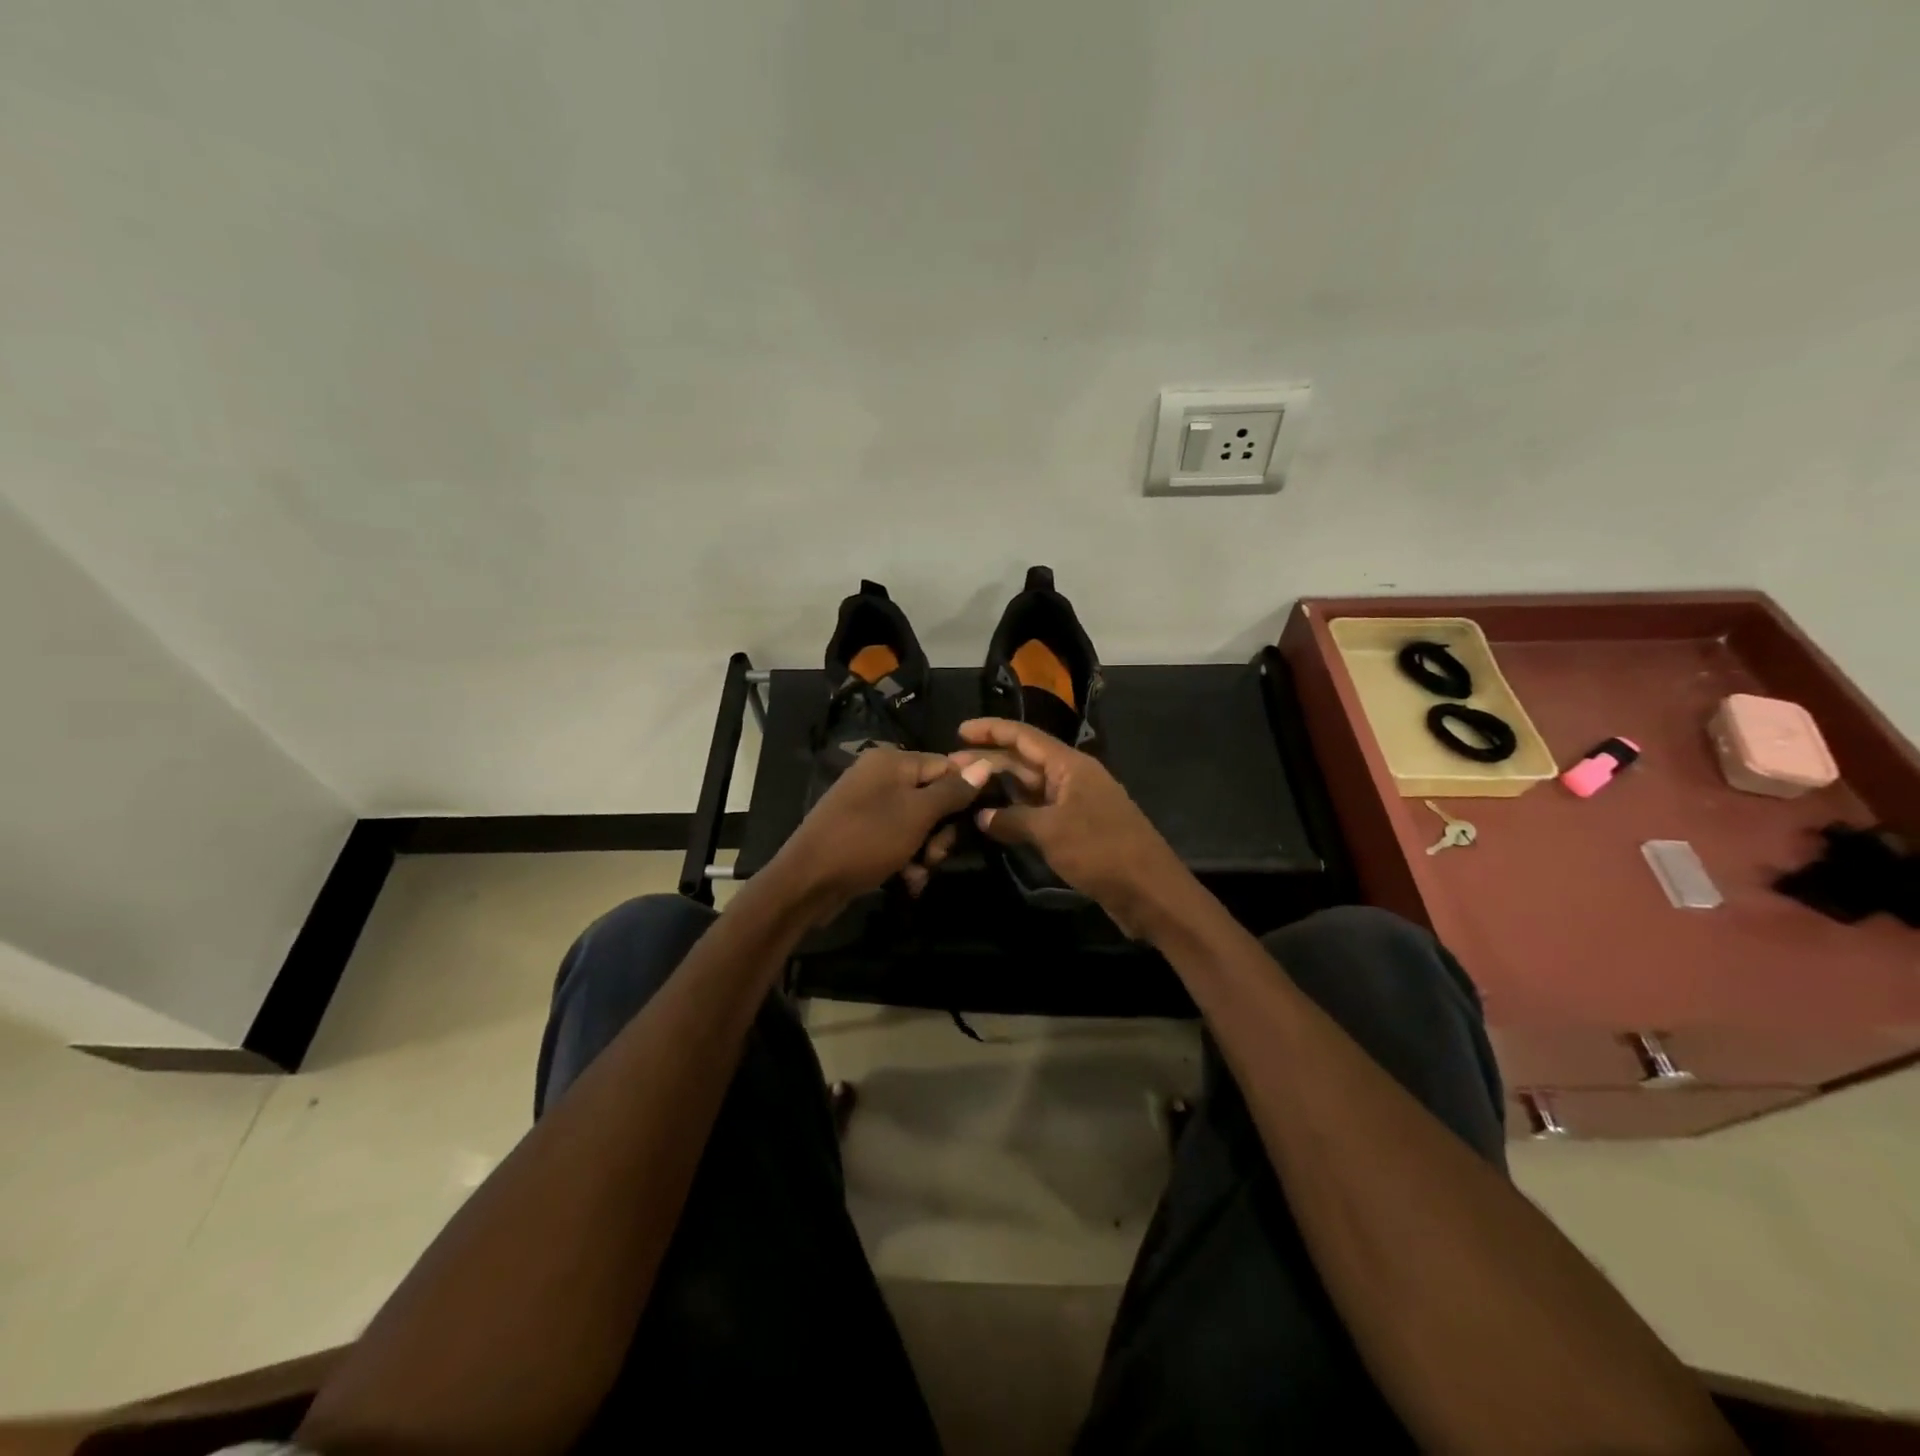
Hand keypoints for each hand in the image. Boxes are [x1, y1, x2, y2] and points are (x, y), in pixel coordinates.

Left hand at [771, 747, 992, 920]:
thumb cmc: (867, 840)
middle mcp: (879, 776)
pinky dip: (906, 859)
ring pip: (918, 824)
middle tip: (935, 855)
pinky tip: (907, 881)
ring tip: (918, 873)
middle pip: (933, 797)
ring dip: (925, 851)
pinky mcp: (861, 832)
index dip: (963, 794)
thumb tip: (987, 764)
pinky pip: (897, 839)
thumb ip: (953, 791)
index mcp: (892, 760)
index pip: (946, 765)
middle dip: (941, 831)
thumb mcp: (917, 814)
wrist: (808, 882)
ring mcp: (868, 805)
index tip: (973, 823)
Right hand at [951, 718, 1183, 935]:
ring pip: (1030, 788)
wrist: (1149, 891)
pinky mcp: (1077, 830)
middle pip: (1025, 761)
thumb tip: (982, 817)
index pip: (1025, 737)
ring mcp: (1076, 804)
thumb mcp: (1051, 832)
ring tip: (963, 789)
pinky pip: (1039, 812)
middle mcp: (1073, 778)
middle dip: (989, 761)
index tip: (959, 731)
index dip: (991, 730)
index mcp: (1071, 766)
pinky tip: (992, 820)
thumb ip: (1012, 820)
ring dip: (1000, 787)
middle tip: (949, 768)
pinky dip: (1016, 813)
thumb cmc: (1101, 851)